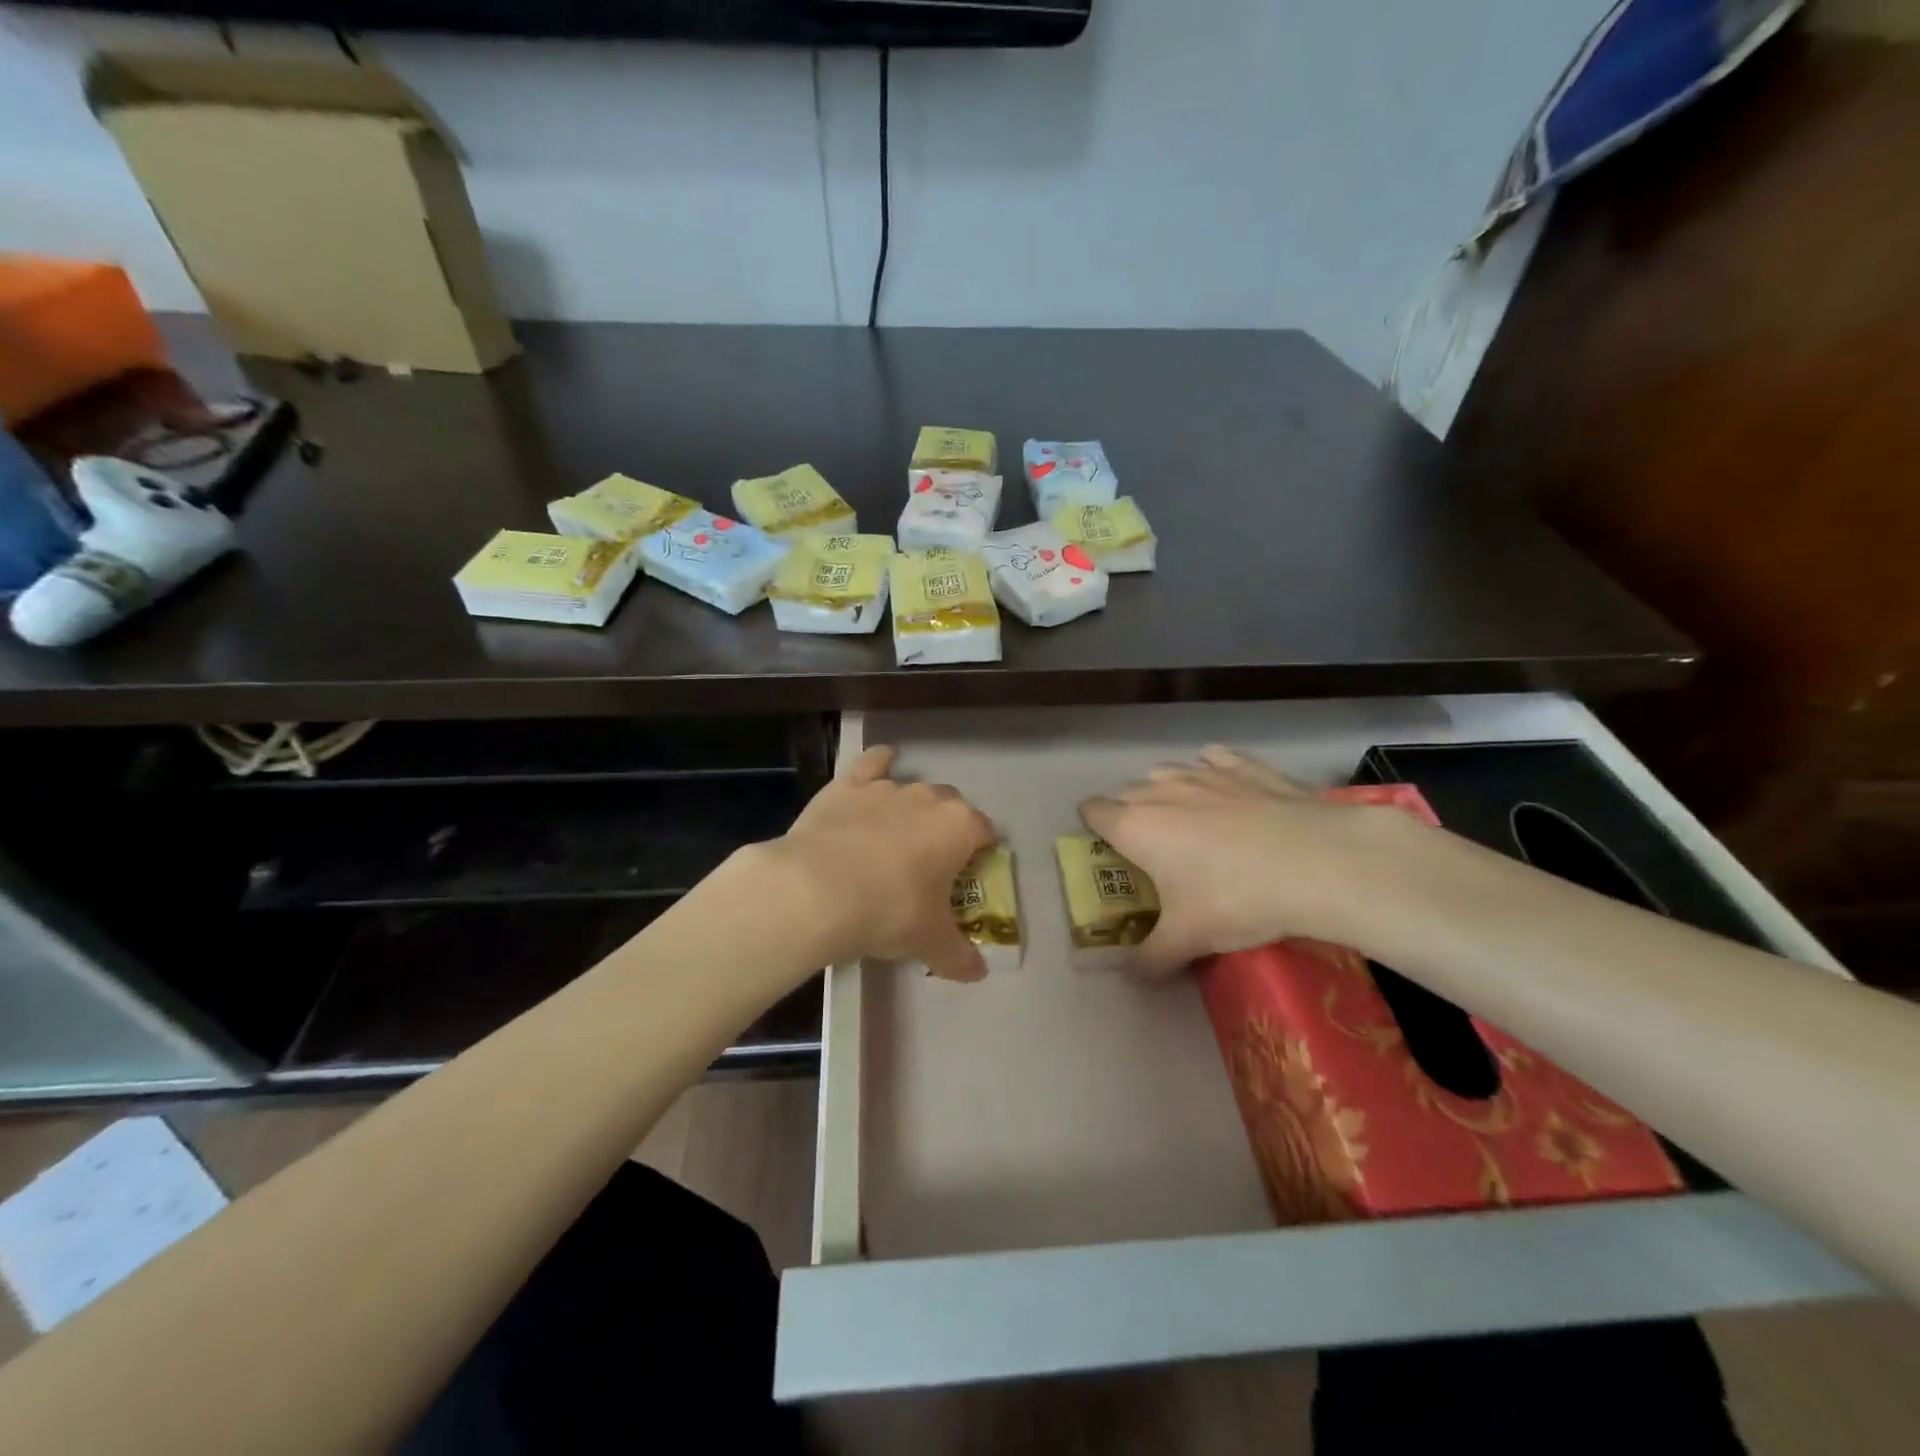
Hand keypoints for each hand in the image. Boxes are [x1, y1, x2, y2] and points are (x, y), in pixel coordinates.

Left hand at [767, 744, 995, 980]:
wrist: (817, 889)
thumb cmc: (888, 912)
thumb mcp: (930, 942)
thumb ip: (959, 956)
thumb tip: (979, 974)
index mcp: (960, 827)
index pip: (985, 832)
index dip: (979, 854)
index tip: (966, 876)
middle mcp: (929, 798)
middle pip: (951, 806)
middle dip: (946, 829)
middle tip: (929, 864)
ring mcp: (887, 787)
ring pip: (912, 788)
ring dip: (911, 808)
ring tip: (894, 839)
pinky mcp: (849, 784)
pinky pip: (873, 763)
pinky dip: (879, 763)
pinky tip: (880, 764)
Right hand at [1079, 745, 1405, 976]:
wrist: (1318, 862)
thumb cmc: (1236, 898)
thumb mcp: (1189, 940)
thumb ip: (1150, 959)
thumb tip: (1130, 977)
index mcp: (1135, 826)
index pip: (1092, 810)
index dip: (1093, 827)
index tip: (1109, 850)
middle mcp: (1160, 790)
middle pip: (1126, 792)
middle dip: (1130, 814)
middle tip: (1153, 849)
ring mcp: (1203, 772)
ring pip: (1167, 772)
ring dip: (1167, 792)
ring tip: (1189, 821)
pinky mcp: (1244, 765)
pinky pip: (1213, 758)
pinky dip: (1212, 771)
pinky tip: (1229, 792)